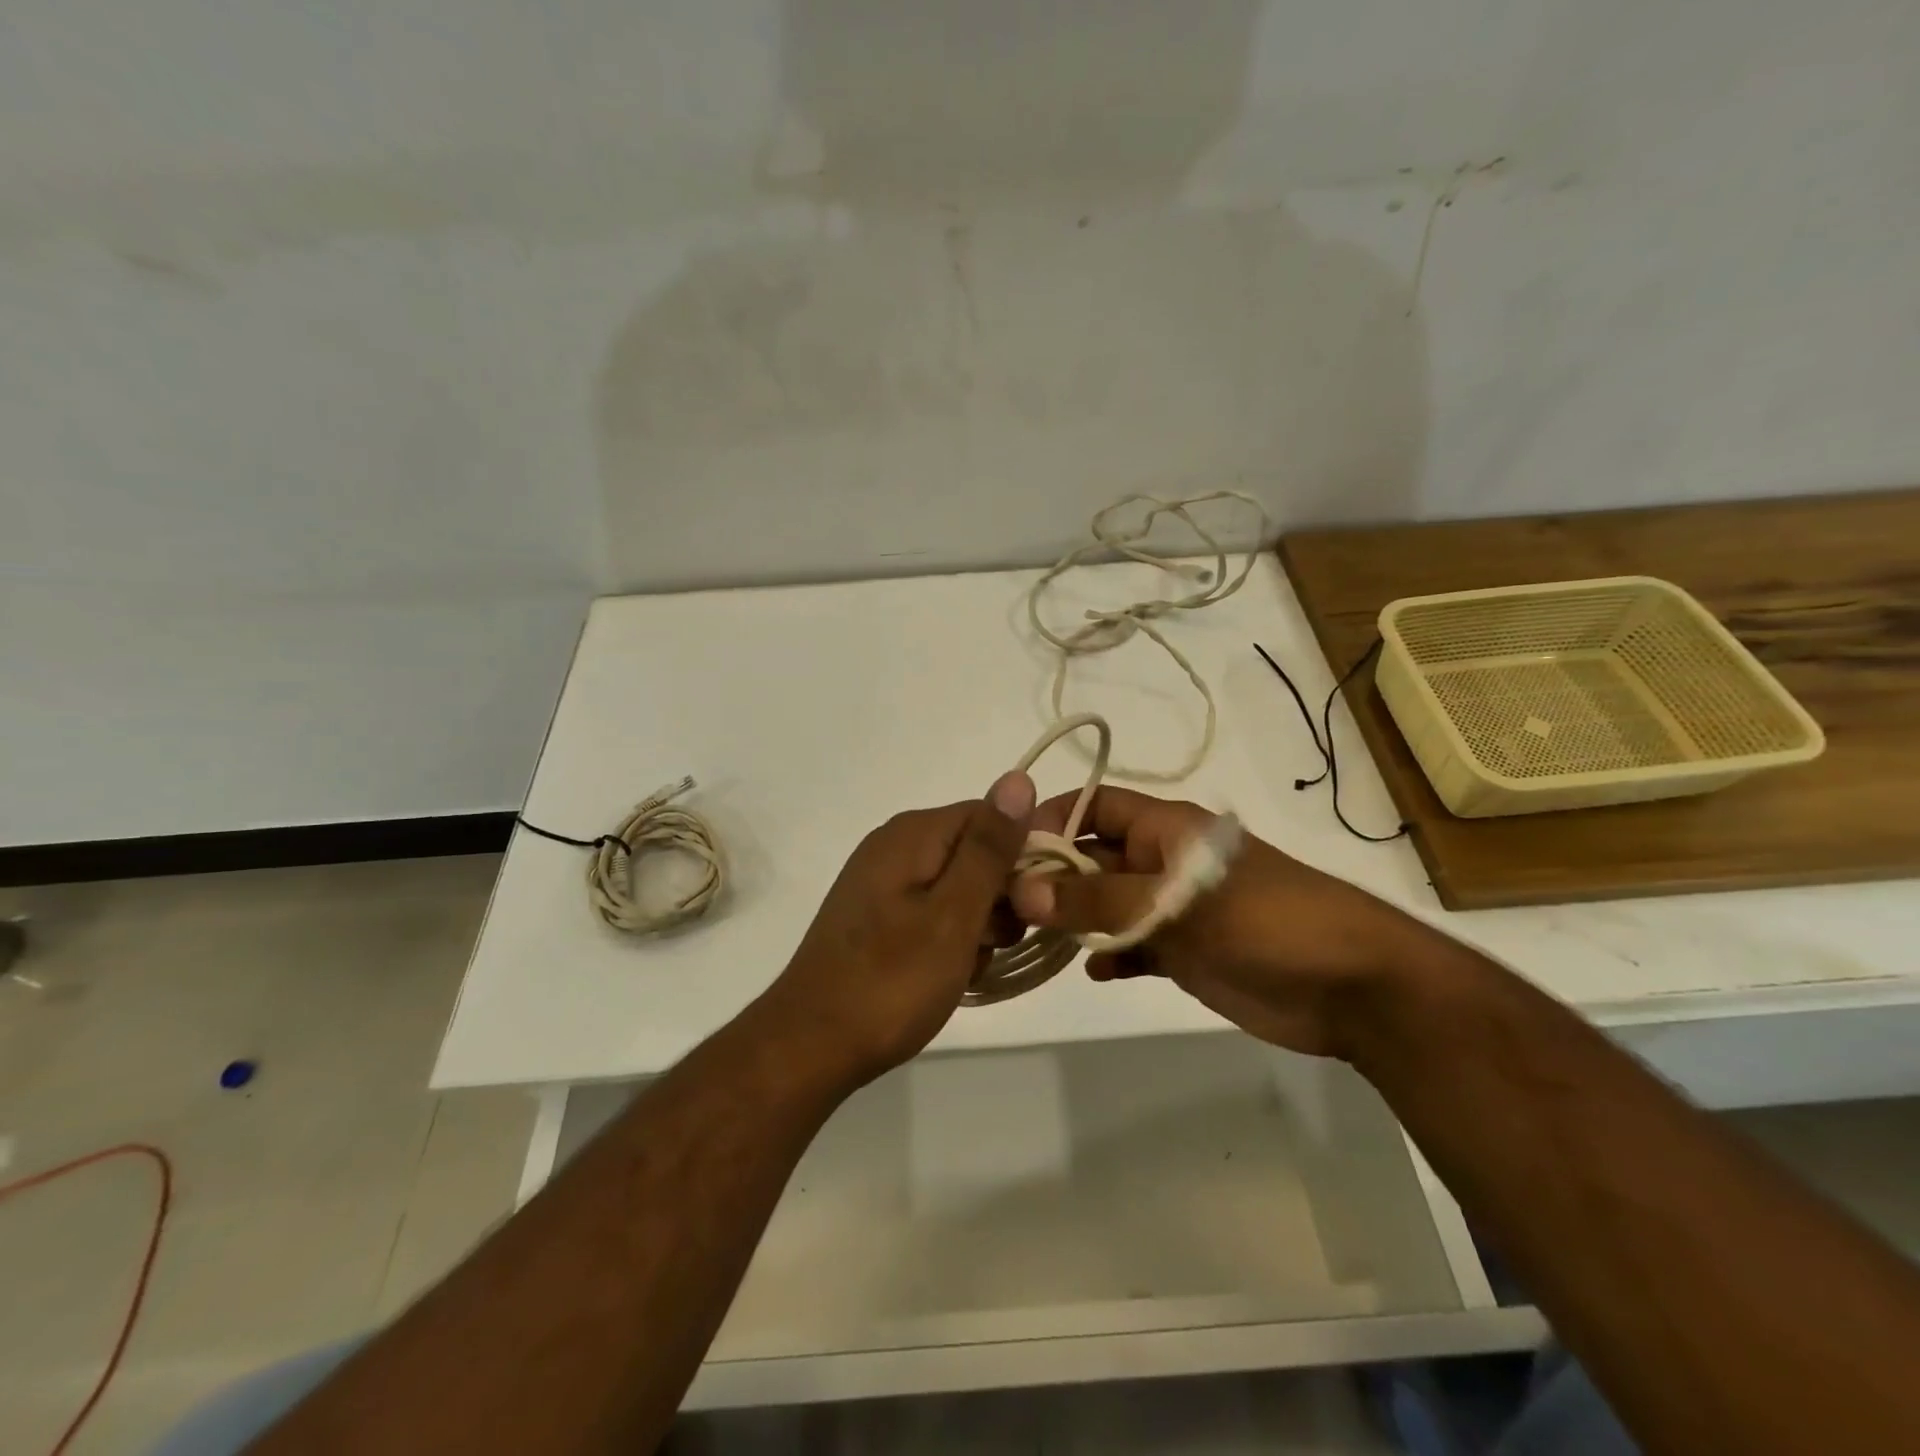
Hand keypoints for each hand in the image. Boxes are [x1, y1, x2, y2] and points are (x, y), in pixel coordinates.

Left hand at [759, 772, 1035, 1087]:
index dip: (1023, 856)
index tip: (1034, 905)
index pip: (993, 817)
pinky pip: (934, 911)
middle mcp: (895, 845)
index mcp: (913, 833)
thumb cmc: (891, 981)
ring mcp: (882, 882)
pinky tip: (949, 974)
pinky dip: (951, 939)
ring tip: (968, 965)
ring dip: (978, 924)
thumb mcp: (954, 914)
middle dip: (999, 896)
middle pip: (976, 851)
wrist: (810, 1046)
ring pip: (959, 887)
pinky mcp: (877, 916)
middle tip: (995, 943)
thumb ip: (989, 848)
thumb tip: (1019, 778)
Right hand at [1010, 786, 1440, 1058]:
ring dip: (1075, 918)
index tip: (1005, 852)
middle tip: (1005, 908)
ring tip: (1033, 940)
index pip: (1095, 806)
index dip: (1052, 820)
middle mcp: (1163, 861)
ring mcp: (1174, 908)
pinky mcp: (1186, 951)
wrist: (1353, 987)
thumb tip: (1022, 888)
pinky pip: (1133, 946)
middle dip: (1052, 877)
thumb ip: (1099, 899)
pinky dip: (1111, 954)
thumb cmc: (1266, 922)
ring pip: (1107, 904)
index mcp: (1166, 829)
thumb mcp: (1177, 904)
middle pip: (1093, 857)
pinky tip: (1094, 971)